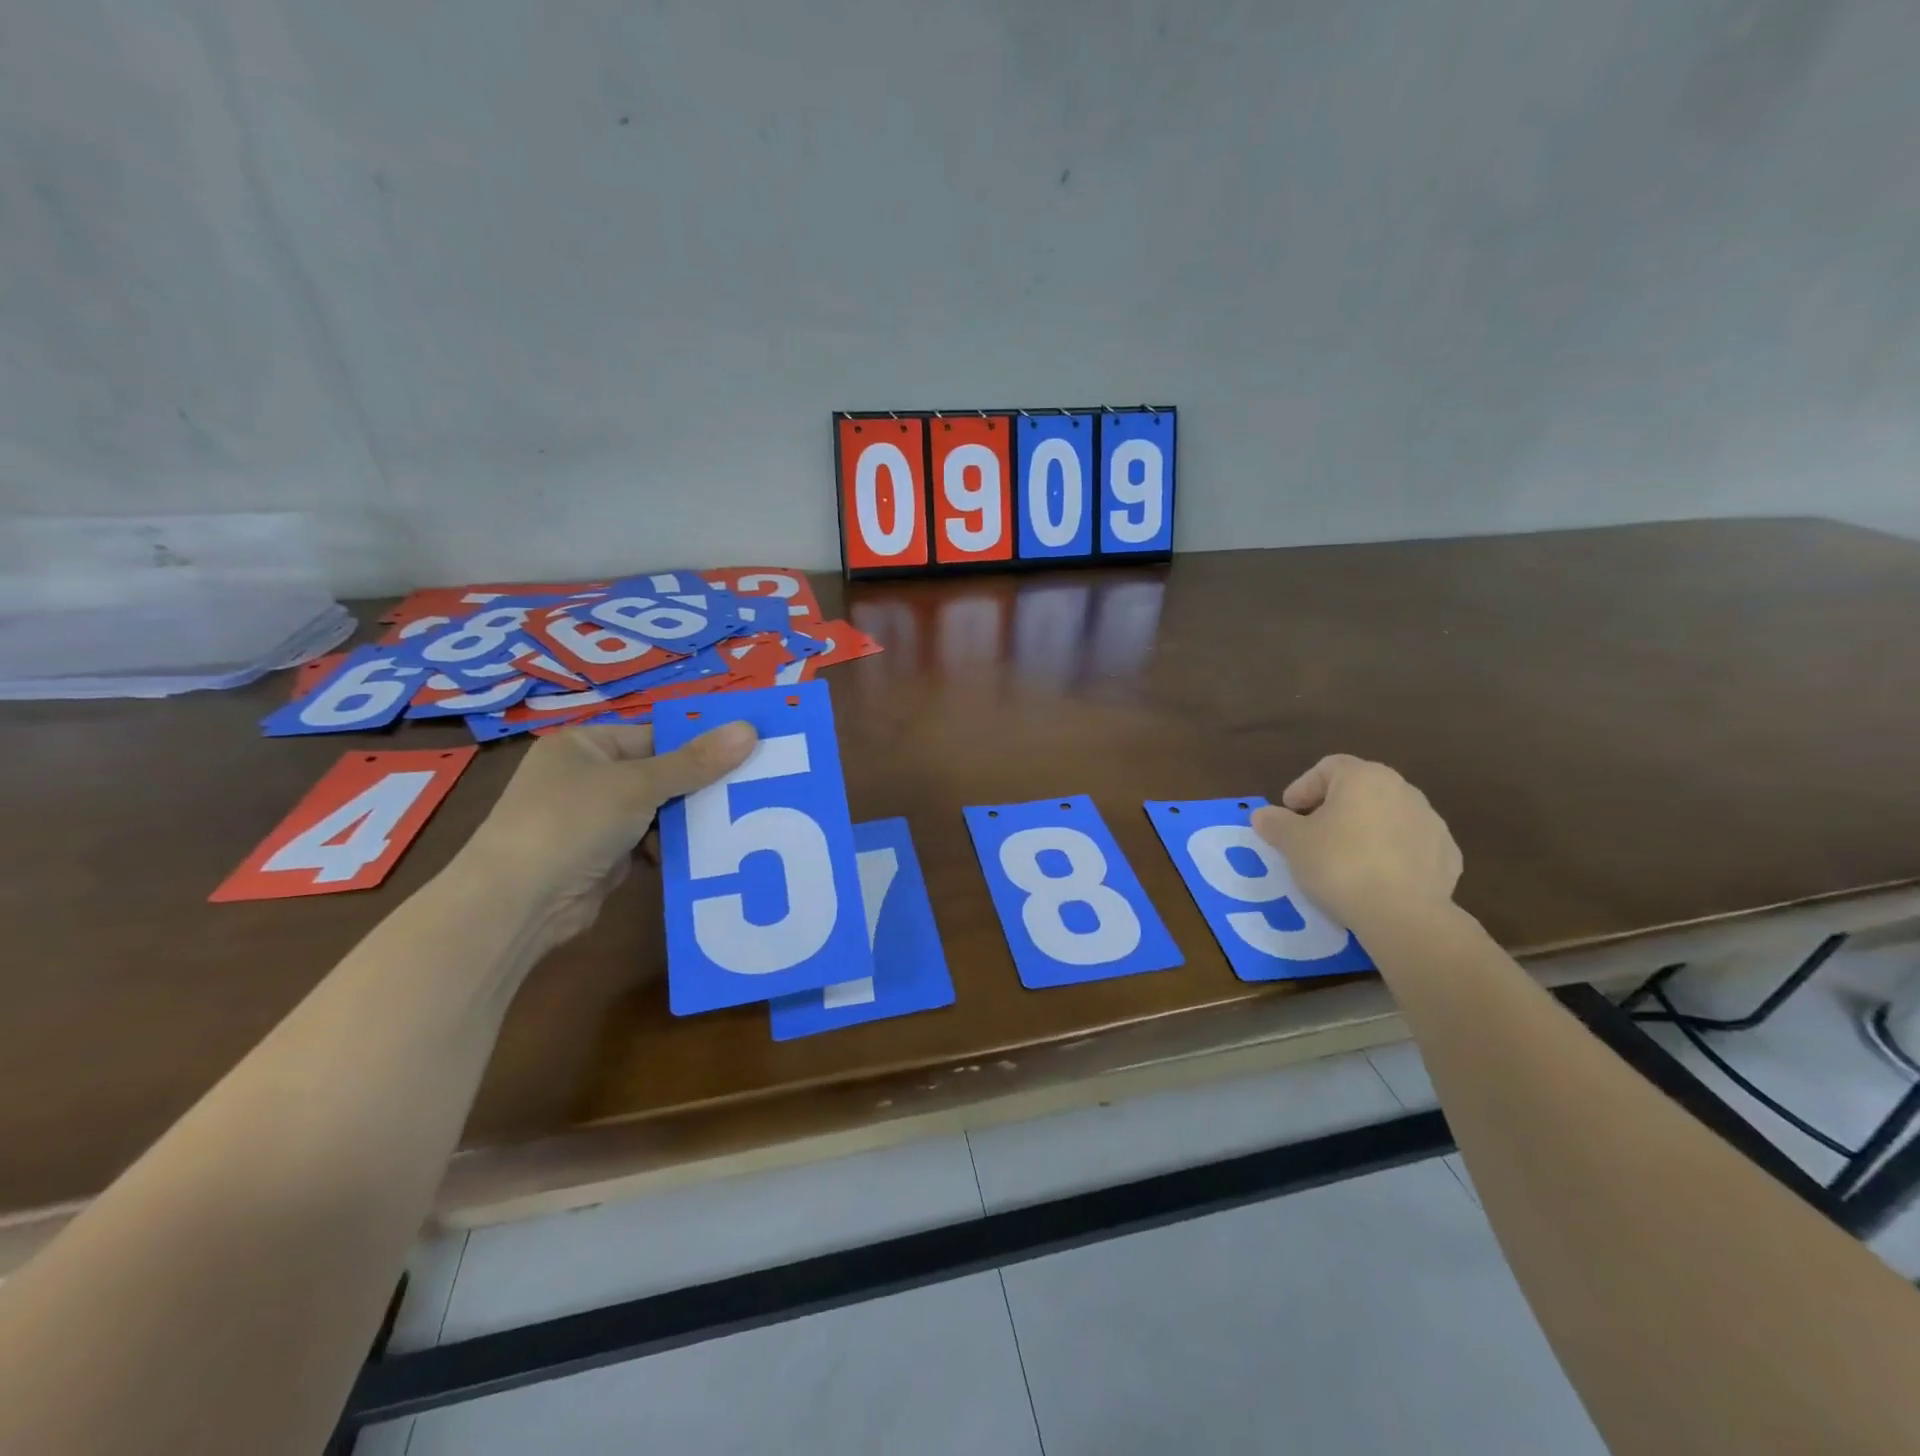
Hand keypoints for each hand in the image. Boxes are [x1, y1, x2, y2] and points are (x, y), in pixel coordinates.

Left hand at [457, 720, 756, 946]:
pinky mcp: (602, 858)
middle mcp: (587, 778)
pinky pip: (650, 844)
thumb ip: (695, 762)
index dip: (698, 745)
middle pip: (660, 775)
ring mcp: (593, 820)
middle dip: (699, 787)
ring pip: (658, 812)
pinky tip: (706, 854)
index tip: (747, 754)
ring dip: (689, 822)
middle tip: (751, 791)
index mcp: (585, 745)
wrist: (517, 904)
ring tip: (736, 823)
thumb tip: (750, 729)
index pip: (655, 737)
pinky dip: (673, 849)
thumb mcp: (639, 785)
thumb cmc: (572, 822)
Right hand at [1252, 754, 1461, 932]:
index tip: (1289, 813)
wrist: (1403, 914)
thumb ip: (1275, 823)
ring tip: (1344, 860)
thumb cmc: (1339, 864)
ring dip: (1364, 830)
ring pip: (1387, 816)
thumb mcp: (1293, 843)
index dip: (1303, 787)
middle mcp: (1402, 789)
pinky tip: (1376, 878)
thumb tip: (1263, 815)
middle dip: (1333, 808)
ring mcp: (1431, 822)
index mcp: (1363, 777)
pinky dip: (1391, 853)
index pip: (1327, 767)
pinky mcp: (1448, 855)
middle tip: (1312, 835)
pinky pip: (1410, 845)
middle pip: (1360, 789)